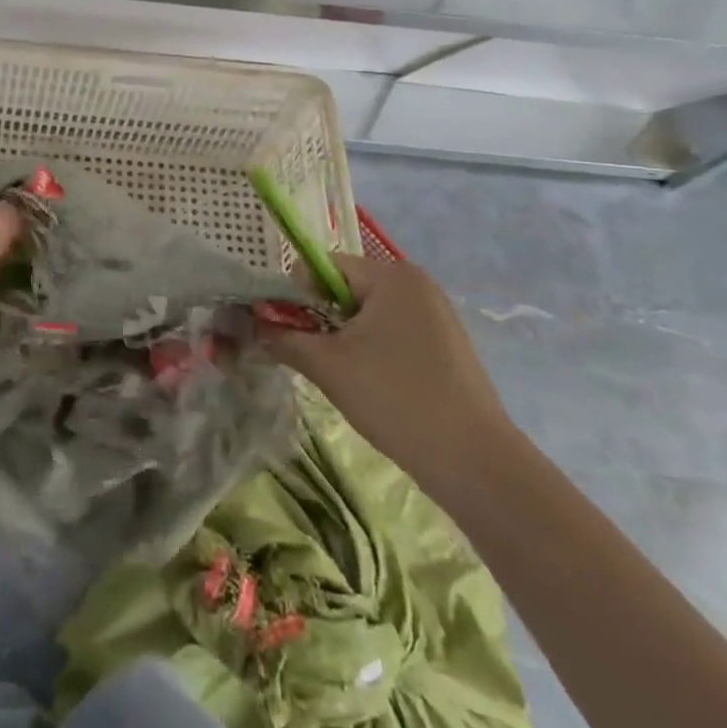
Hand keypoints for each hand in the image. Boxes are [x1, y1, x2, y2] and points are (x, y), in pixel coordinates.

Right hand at [262, 255, 513, 488]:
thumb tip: (252, 328)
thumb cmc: (394, 397)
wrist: (473, 461)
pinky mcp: (447, 345)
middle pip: (345, 288)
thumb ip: (283, 338)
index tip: (289, 332)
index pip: (323, 266)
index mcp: (391, 276)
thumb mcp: (326, 365)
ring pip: (368, 314)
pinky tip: (374, 386)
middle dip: (321, 319)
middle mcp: (417, 284)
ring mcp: (437, 315)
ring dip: (345, 337)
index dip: (297, 295)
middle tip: (313, 357)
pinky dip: (372, 351)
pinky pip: (393, 333)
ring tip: (343, 376)